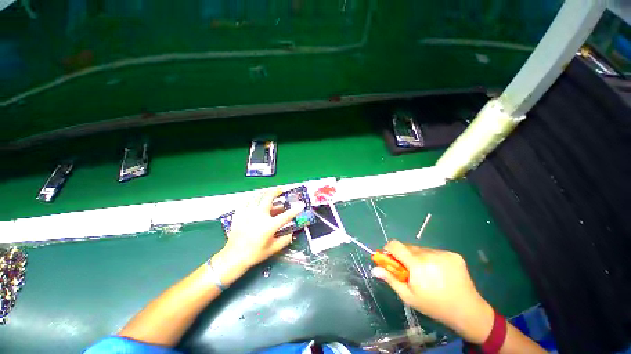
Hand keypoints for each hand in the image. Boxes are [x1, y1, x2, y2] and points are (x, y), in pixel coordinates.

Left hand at [211, 188, 305, 284]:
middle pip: (268, 198)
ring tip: (269, 193)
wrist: (234, 257)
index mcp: (269, 226)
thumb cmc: (255, 254)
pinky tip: (255, 200)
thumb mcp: (273, 249)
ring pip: (257, 197)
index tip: (301, 204)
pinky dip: (253, 199)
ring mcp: (248, 214)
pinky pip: (247, 202)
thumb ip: (285, 240)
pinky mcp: (240, 215)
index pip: (286, 215)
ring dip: (264, 193)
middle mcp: (259, 216)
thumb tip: (291, 233)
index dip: (296, 209)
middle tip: (280, 190)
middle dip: (276, 191)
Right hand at [372, 241, 494, 342]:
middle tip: (409, 270)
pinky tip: (438, 271)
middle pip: (408, 247)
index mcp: (417, 265)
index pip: (395, 245)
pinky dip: (431, 258)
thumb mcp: (408, 296)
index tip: (389, 257)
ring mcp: (443, 253)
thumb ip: (390, 279)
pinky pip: (434, 251)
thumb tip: (374, 269)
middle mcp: (429, 254)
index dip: (389, 248)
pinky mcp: (453, 254)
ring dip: (418, 257)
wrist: (467, 311)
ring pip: (421, 249)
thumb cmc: (434, 305)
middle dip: (404, 255)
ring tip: (426, 272)